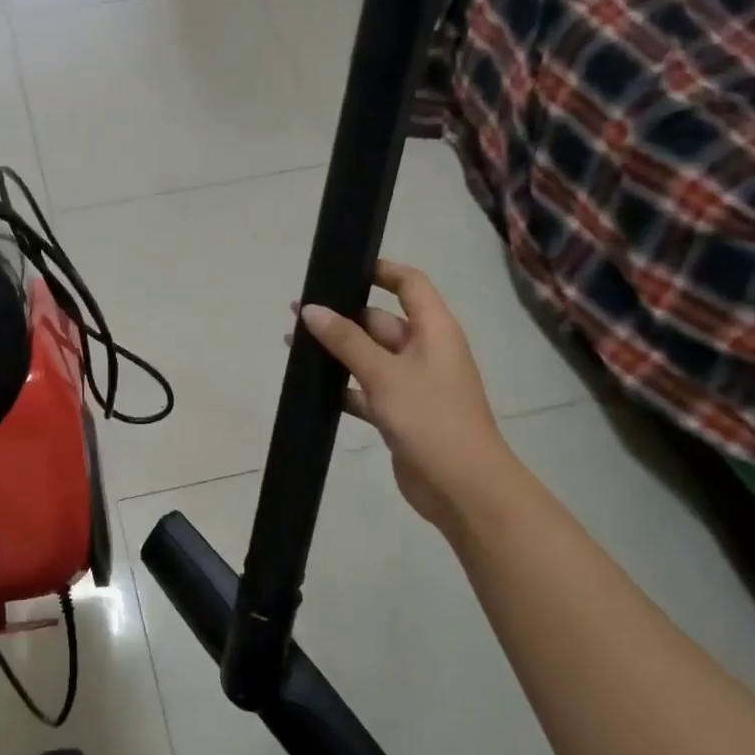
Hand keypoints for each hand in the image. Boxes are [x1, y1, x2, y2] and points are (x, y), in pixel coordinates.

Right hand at [298, 259, 514, 532]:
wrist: (461, 486)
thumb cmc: (430, 417)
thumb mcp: (385, 372)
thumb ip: (345, 340)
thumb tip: (310, 310)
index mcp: (434, 330)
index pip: (410, 284)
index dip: (380, 270)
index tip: (341, 268)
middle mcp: (425, 351)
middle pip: (380, 321)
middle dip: (342, 316)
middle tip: (297, 313)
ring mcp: (413, 384)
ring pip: (369, 357)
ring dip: (336, 352)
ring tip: (293, 345)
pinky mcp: (400, 414)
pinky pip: (366, 390)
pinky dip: (342, 387)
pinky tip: (311, 386)